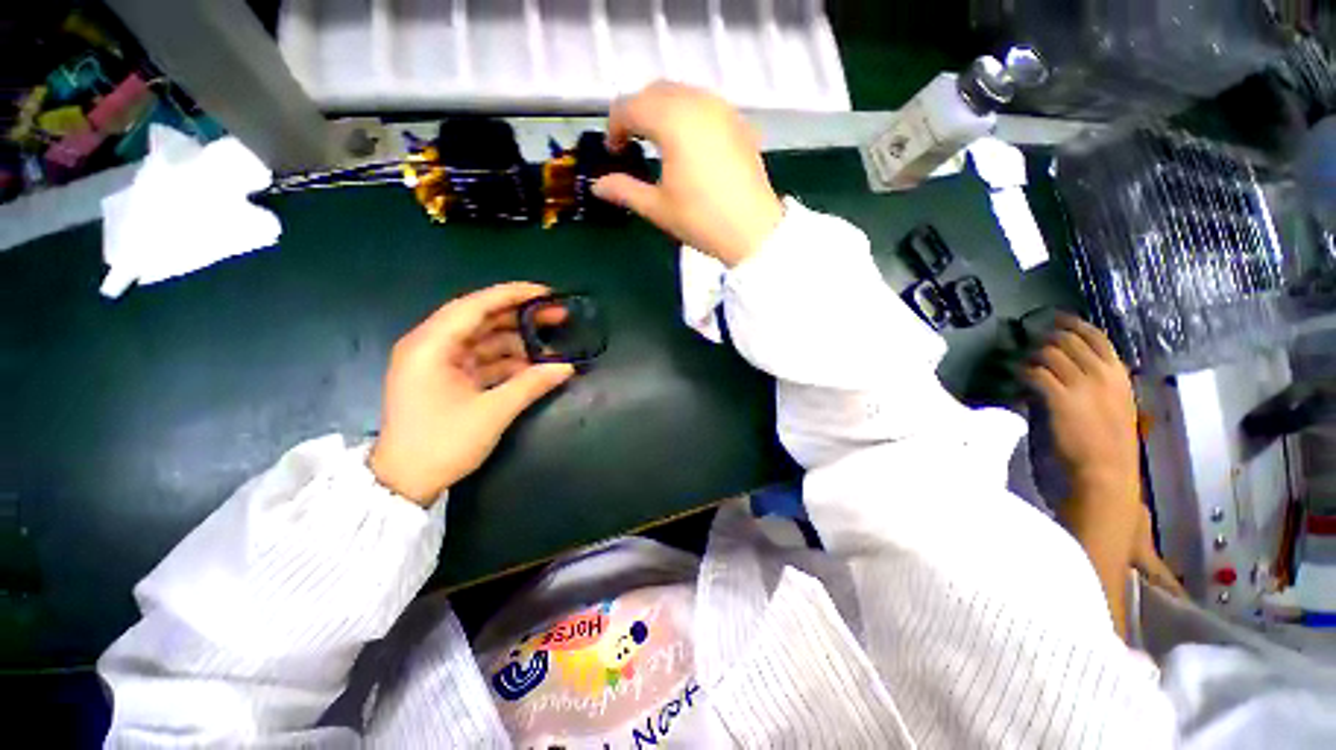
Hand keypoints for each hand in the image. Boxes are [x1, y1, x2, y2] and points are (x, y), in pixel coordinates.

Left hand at [368, 283, 574, 504]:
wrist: (404, 483)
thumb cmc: (442, 443)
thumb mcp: (492, 412)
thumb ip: (532, 384)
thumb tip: (567, 367)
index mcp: (431, 345)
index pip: (475, 306)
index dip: (513, 295)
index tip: (547, 292)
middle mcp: (432, 346)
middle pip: (482, 319)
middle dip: (521, 317)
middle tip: (558, 316)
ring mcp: (439, 363)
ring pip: (485, 340)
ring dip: (518, 341)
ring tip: (552, 343)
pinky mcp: (447, 378)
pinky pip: (482, 359)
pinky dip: (508, 361)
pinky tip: (535, 365)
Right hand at [592, 81, 784, 266]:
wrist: (752, 231)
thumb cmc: (701, 220)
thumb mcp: (657, 208)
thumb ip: (624, 190)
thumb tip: (597, 186)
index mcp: (672, 121)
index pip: (630, 107)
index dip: (614, 127)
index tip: (613, 152)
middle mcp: (697, 102)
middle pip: (655, 92)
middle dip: (637, 112)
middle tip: (631, 143)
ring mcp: (722, 109)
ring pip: (682, 93)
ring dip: (662, 110)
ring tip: (658, 141)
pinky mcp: (738, 121)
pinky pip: (705, 104)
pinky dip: (688, 113)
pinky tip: (688, 142)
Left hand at [1026, 314, 1140, 503]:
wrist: (1103, 479)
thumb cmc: (1107, 453)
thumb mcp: (1110, 412)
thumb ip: (1092, 390)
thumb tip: (1061, 375)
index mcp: (1120, 377)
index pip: (1096, 337)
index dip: (1071, 324)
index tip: (1052, 319)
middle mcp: (1103, 375)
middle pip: (1067, 339)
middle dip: (1042, 338)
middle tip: (1025, 343)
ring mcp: (1082, 385)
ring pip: (1048, 352)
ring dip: (1027, 355)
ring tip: (1016, 364)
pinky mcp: (1058, 398)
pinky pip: (1033, 372)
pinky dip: (1020, 372)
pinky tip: (1014, 379)